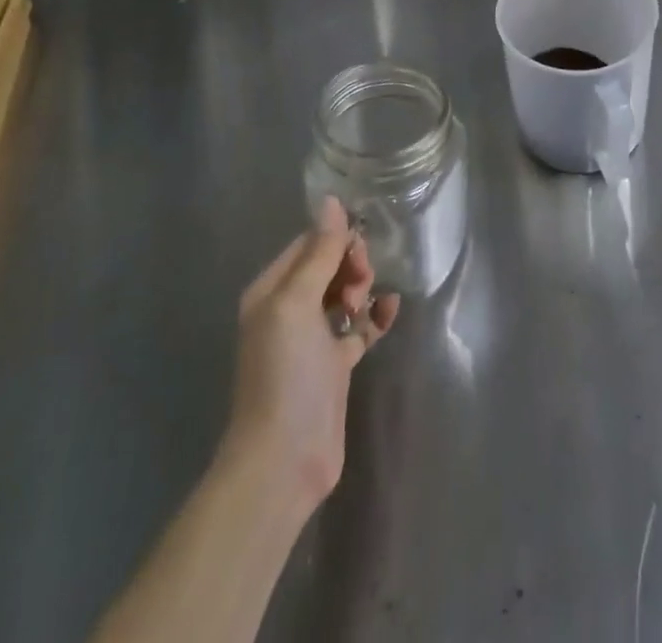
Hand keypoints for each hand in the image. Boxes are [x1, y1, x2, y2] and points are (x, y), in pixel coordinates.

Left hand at [223, 197, 399, 511]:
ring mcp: (312, 340)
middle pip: (328, 266)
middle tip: (360, 287)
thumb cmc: (285, 372)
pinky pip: (360, 327)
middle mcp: (289, 310)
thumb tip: (332, 201)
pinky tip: (390, 312)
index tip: (358, 252)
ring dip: (362, 289)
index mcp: (272, 291)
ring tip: (367, 305)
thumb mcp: (297, 303)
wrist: (284, 459)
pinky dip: (375, 317)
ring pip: (344, 294)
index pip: (308, 244)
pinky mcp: (334, 365)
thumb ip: (319, 253)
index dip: (336, 240)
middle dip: (351, 266)